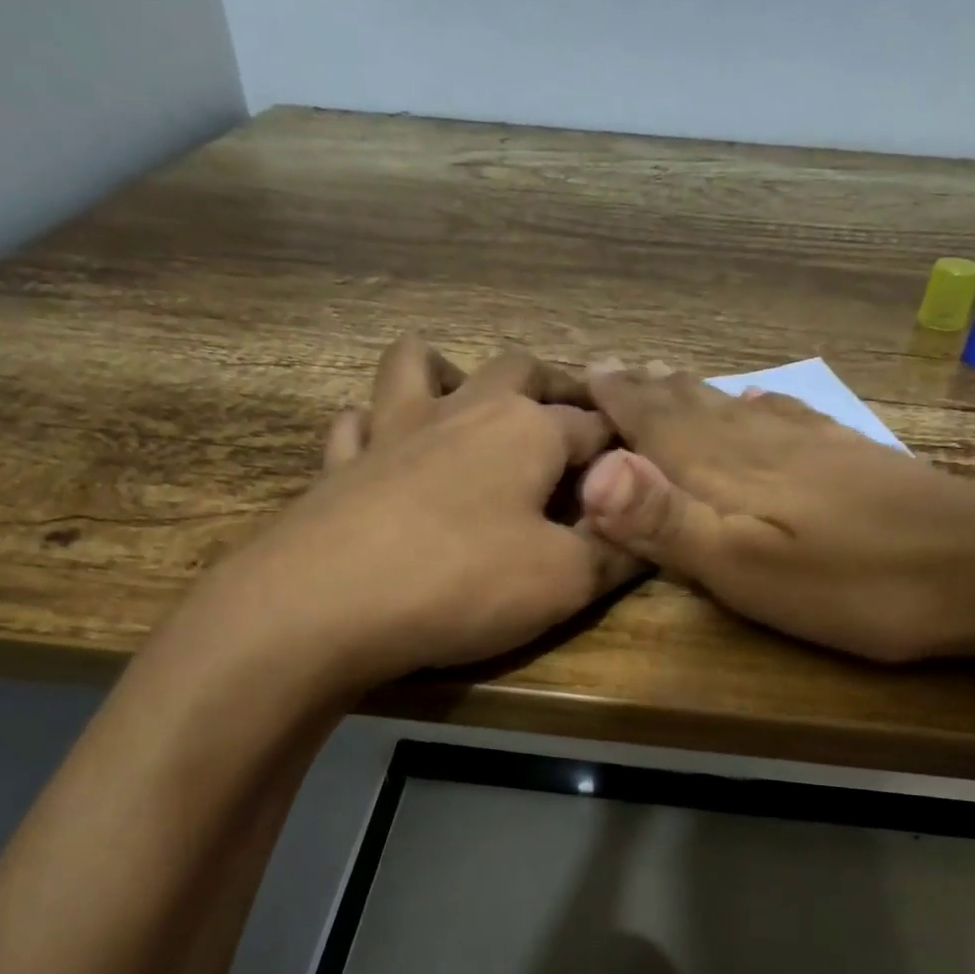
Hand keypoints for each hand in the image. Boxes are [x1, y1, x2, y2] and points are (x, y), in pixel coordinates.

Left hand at [194, 342, 637, 692]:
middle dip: (555, 387)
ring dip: (452, 374)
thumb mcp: (565, 581)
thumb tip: (650, 532)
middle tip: (571, 418)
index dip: (622, 448)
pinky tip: (383, 450)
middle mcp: (464, 411)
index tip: (637, 470)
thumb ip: (615, 552)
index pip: (594, 426)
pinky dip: (377, 427)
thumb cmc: (463, 583)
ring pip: (421, 367)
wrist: (324, 606)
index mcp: (527, 430)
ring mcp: (393, 430)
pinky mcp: (341, 464)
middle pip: (519, 371)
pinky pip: (358, 422)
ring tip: (468, 404)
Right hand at [580, 364, 974, 661]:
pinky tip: (757, 397)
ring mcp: (812, 444)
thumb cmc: (855, 584)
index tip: (582, 375)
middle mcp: (763, 443)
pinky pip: (786, 414)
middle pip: (693, 407)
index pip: (657, 424)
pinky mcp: (850, 455)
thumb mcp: (748, 570)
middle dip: (646, 389)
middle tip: (610, 366)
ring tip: (663, 376)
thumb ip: (669, 523)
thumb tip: (592, 472)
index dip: (618, 402)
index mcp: (729, 471)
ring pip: (734, 406)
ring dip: (691, 391)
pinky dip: (756, 401)